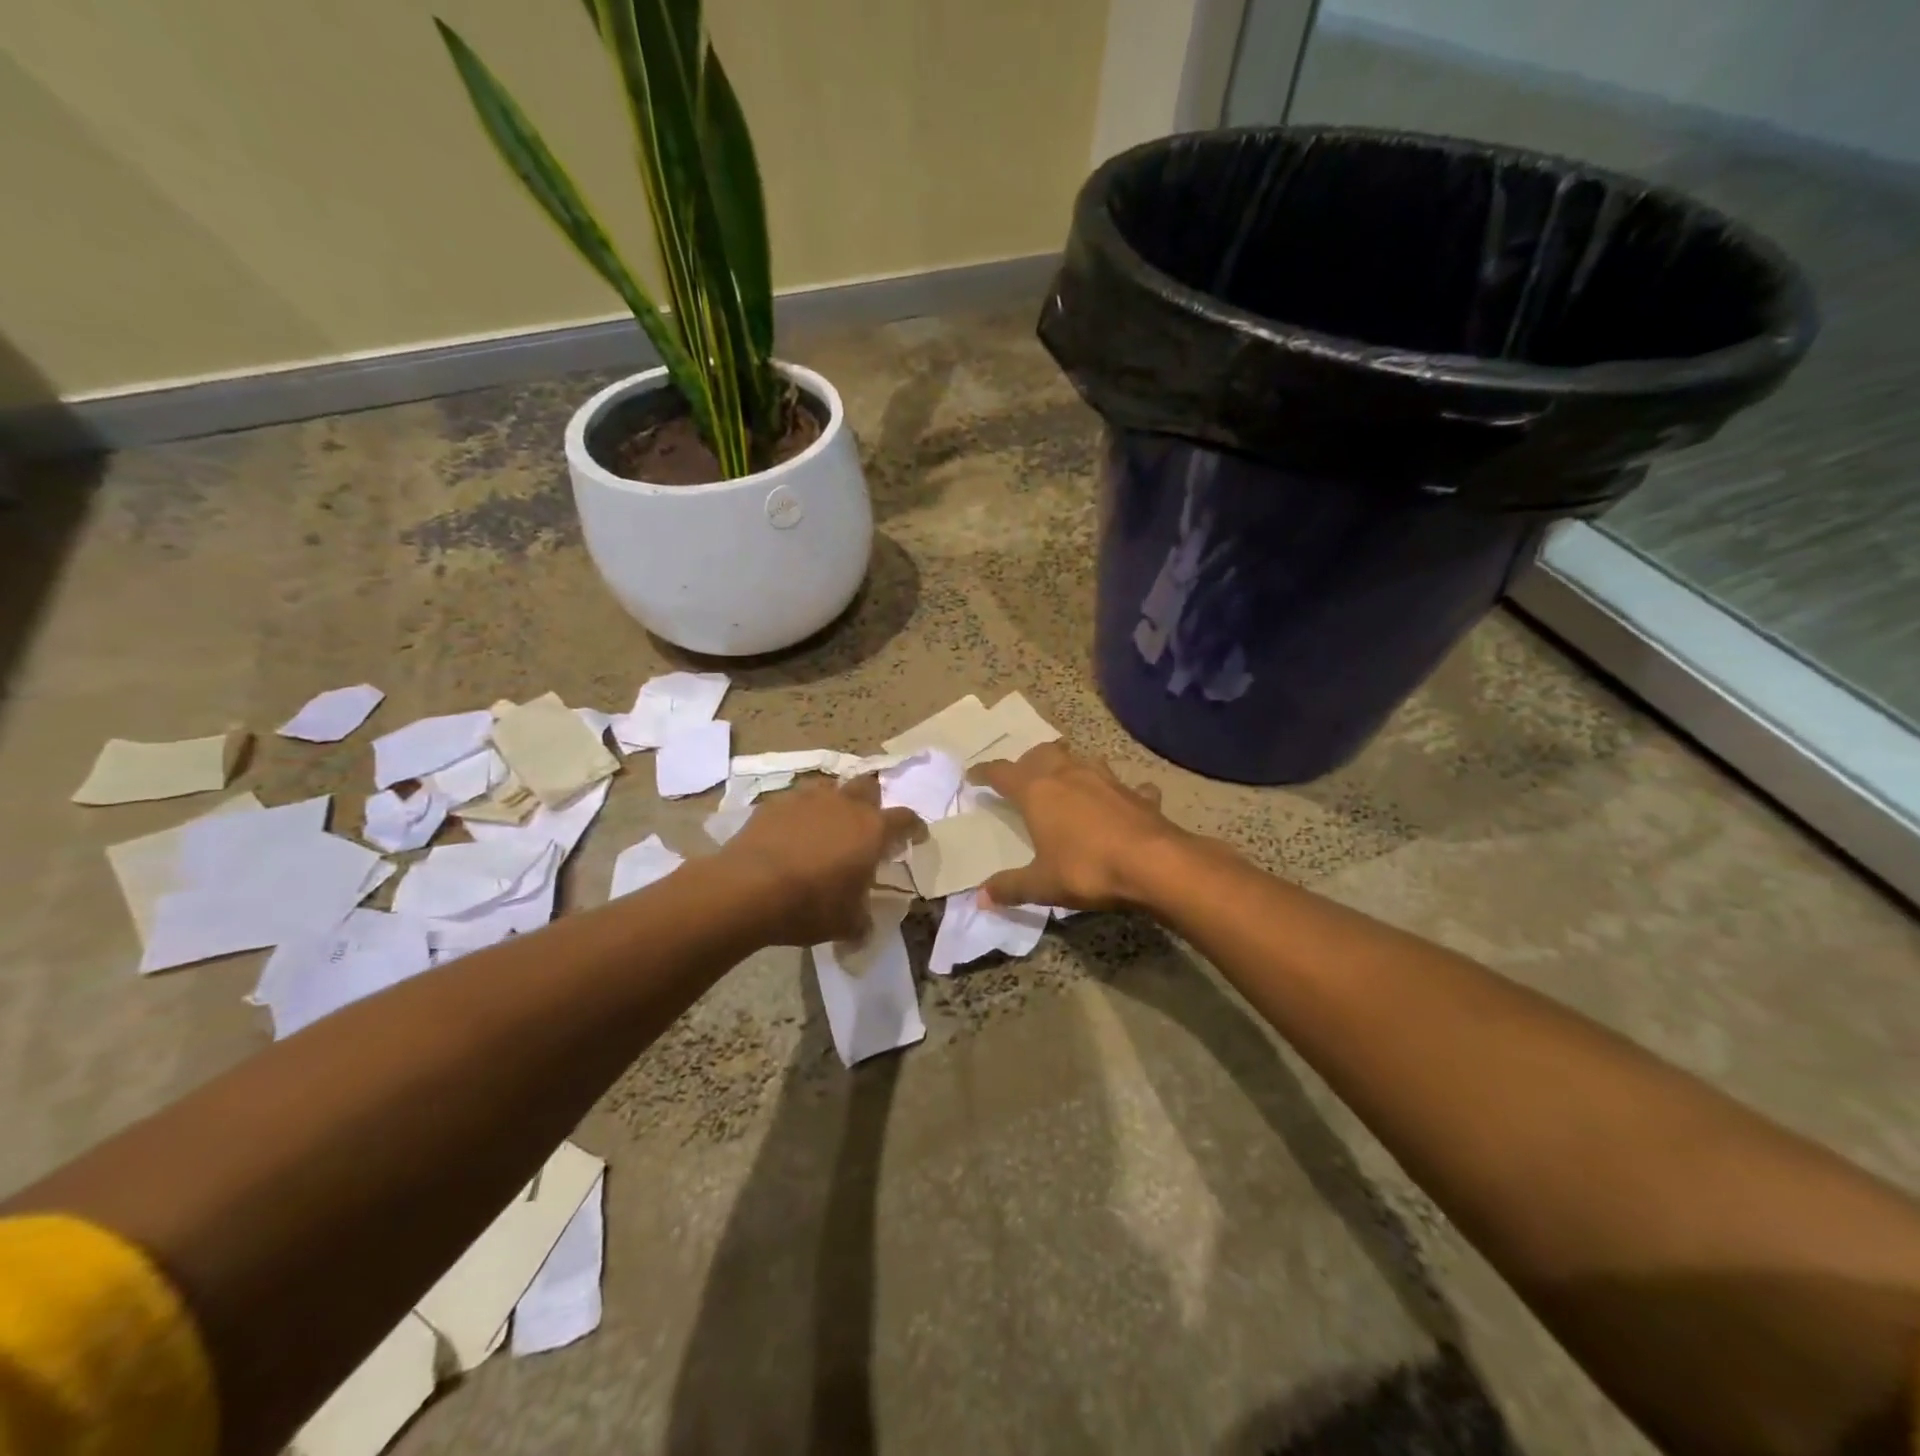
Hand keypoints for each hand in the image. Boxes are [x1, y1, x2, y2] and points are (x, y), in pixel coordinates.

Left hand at [719, 775, 921, 945]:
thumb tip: (864, 930)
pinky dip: (800, 814)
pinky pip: (796, 801)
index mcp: (872, 830)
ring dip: (835, 803)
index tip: (916, 837)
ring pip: (831, 789)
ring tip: (827, 827)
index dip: (914, 828)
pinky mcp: (776, 803)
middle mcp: (845, 805)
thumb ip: (862, 922)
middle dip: (873, 802)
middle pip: (869, 787)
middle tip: (867, 826)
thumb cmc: (810, 905)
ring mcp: (808, 799)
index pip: (906, 819)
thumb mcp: (846, 924)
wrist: (748, 888)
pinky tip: (791, 834)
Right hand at [969, 742, 1184, 911]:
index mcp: (1038, 791)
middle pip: (1042, 753)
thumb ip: (1011, 887)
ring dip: (1069, 765)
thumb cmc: (1087, 868)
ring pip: (1081, 759)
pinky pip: (1124, 785)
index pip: (1003, 773)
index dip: (985, 773)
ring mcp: (1106, 779)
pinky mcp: (1136, 793)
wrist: (1154, 863)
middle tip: (1022, 776)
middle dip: (1028, 761)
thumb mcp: (1042, 884)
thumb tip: (980, 898)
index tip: (974, 775)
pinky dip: (1118, 791)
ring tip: (1065, 780)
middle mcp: (1068, 774)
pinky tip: (1121, 802)